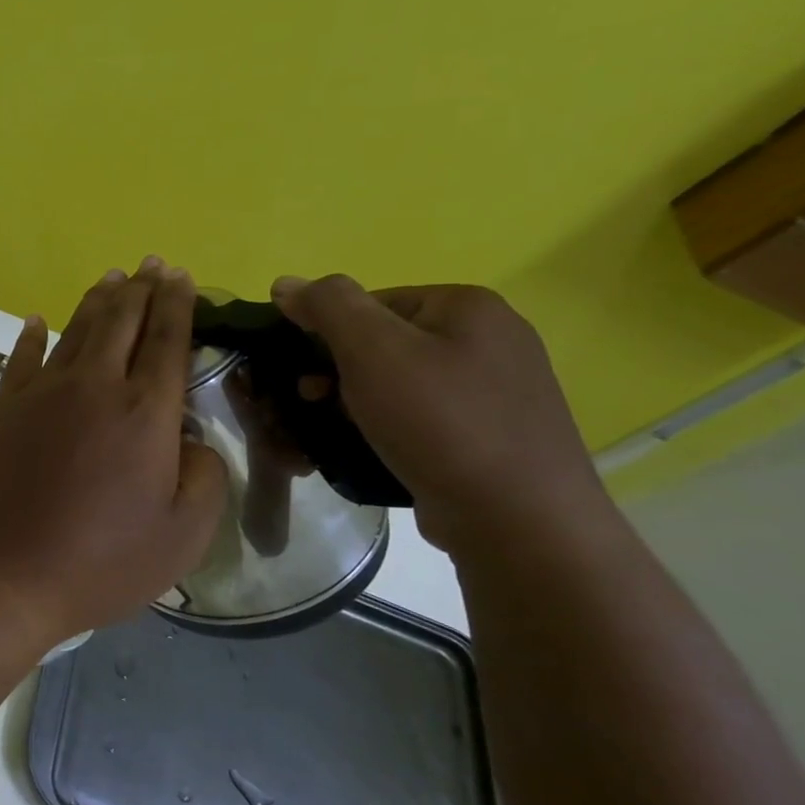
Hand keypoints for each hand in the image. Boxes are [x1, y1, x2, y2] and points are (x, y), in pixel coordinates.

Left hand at [0, 257, 228, 642]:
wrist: (3, 570)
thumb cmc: (101, 560)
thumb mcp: (183, 535)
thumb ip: (204, 477)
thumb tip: (191, 440)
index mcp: (145, 412)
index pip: (167, 340)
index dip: (177, 304)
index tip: (182, 275)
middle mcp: (94, 386)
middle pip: (121, 322)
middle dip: (141, 288)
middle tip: (151, 263)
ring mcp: (42, 392)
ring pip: (76, 330)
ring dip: (97, 301)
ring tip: (112, 278)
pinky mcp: (4, 406)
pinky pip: (22, 357)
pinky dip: (33, 334)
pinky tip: (37, 320)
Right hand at [269, 275, 607, 550]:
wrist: (518, 520)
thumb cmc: (440, 422)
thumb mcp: (372, 350)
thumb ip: (327, 306)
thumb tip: (286, 283)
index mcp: (468, 306)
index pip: (369, 303)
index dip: (326, 336)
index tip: (308, 375)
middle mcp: (491, 339)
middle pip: (383, 342)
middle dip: (338, 373)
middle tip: (315, 405)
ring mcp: (498, 390)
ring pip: (398, 383)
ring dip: (356, 404)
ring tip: (338, 434)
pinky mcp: (492, 434)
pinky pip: (421, 418)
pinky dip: (388, 429)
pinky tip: (374, 451)